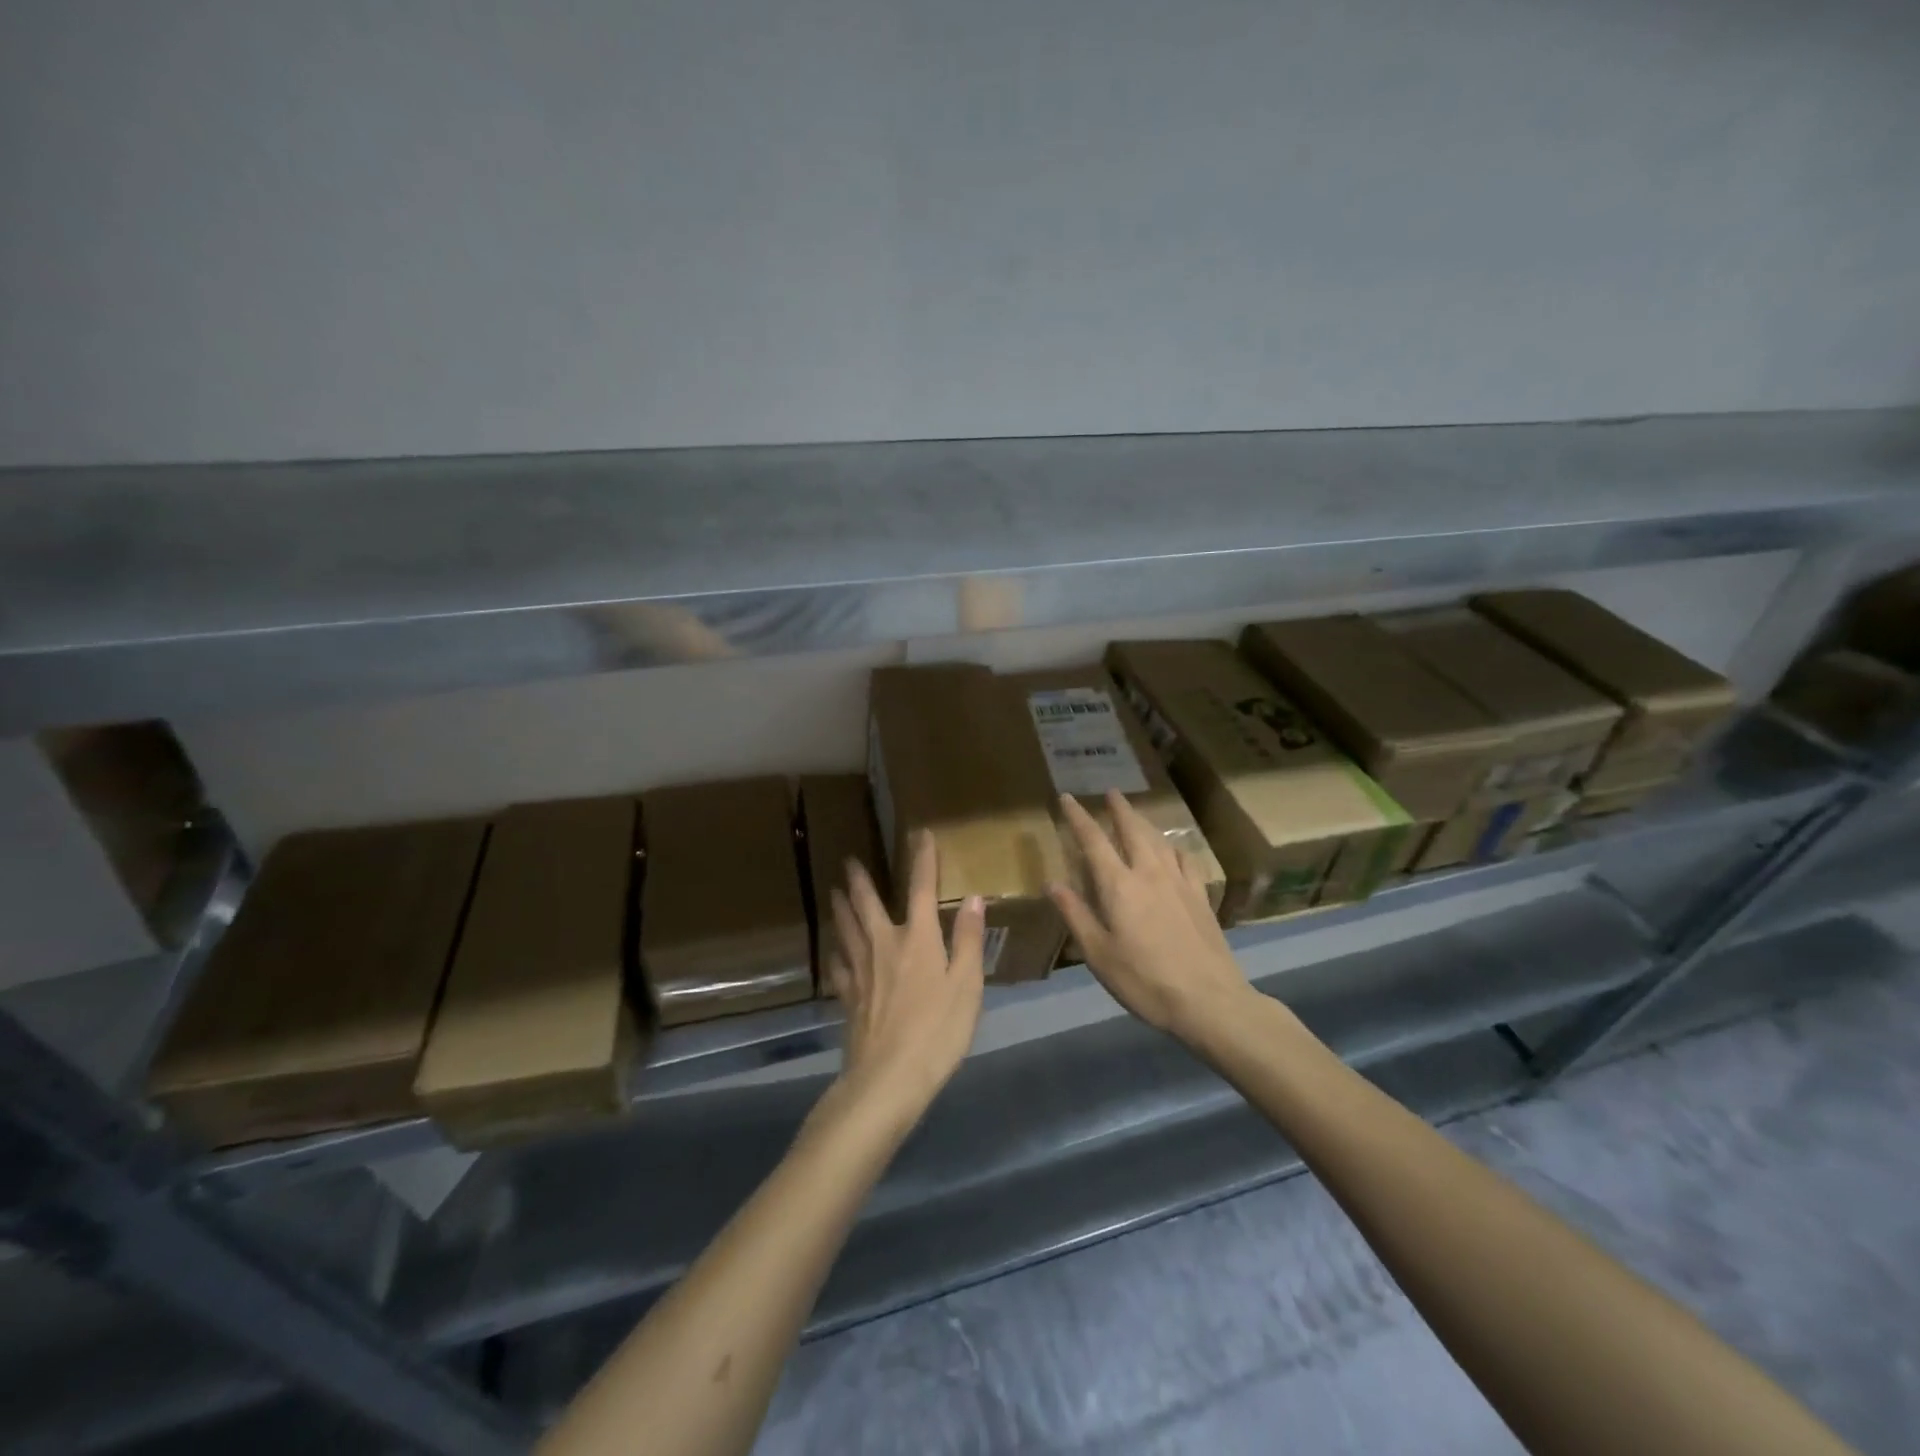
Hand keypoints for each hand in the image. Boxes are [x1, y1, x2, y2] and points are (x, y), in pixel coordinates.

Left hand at [827, 831, 985, 1122]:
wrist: (888, 1078)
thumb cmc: (937, 1031)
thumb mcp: (967, 985)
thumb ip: (967, 940)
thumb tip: (972, 898)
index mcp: (917, 939)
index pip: (921, 889)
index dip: (922, 860)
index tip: (920, 835)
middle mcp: (884, 945)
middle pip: (867, 904)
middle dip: (860, 880)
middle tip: (848, 861)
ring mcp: (861, 971)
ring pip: (846, 929)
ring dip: (841, 907)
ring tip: (833, 892)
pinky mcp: (849, 997)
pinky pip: (839, 966)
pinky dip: (836, 952)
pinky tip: (833, 951)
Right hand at [1048, 791, 1252, 1038]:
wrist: (1209, 1000)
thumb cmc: (1144, 980)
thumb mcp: (1098, 954)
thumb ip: (1075, 915)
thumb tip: (1052, 883)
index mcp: (1119, 886)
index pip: (1094, 841)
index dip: (1079, 817)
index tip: (1068, 797)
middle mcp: (1149, 873)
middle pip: (1133, 830)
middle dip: (1119, 809)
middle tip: (1111, 792)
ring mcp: (1179, 882)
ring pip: (1160, 840)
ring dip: (1145, 822)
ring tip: (1137, 814)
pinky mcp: (1201, 896)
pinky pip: (1186, 859)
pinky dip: (1174, 847)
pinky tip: (1174, 850)